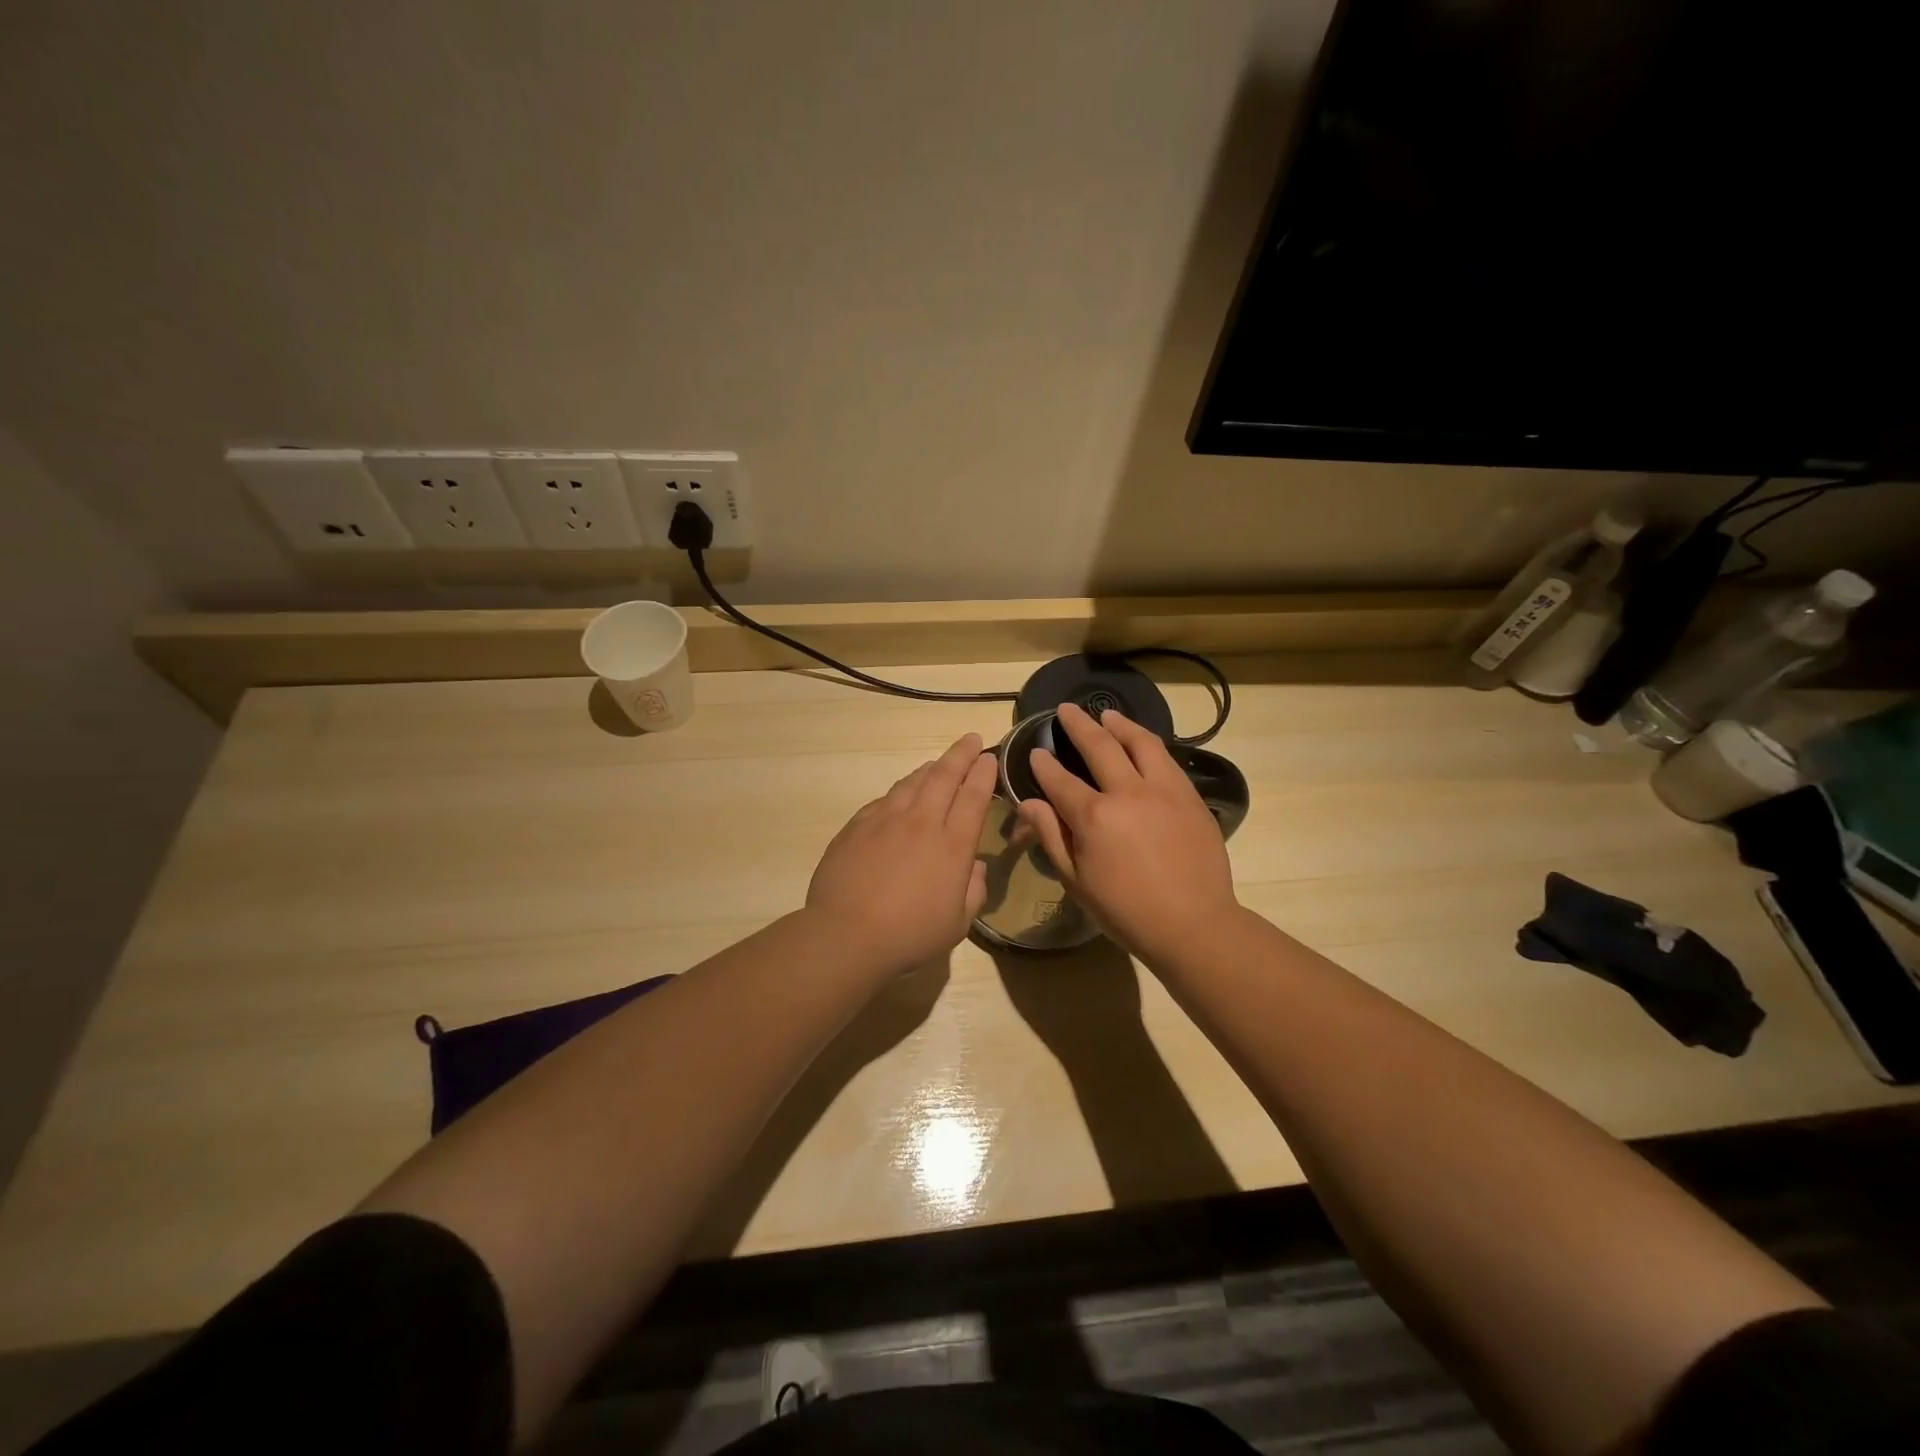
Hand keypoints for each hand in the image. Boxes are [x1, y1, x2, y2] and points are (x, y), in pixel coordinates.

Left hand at [806, 733, 997, 974]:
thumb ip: (973, 891)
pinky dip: (900, 790)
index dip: (983, 773)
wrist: (846, 935)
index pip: (973, 797)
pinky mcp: (857, 826)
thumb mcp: (957, 924)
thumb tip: (974, 867)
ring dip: (930, 768)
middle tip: (970, 739)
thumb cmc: (909, 936)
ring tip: (938, 763)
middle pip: (944, 776)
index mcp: (952, 845)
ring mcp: (885, 820)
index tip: (988, 758)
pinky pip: (884, 799)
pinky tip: (900, 794)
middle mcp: (921, 822)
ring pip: (912, 782)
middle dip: (961, 754)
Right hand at [1017, 702, 1239, 960]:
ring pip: (1140, 743)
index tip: (1036, 751)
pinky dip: (1149, 744)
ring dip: (1119, 725)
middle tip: (1067, 709)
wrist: (1193, 924)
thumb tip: (1028, 803)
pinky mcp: (1189, 796)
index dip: (1044, 764)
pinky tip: (1142, 743)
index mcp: (1093, 817)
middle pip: (1099, 746)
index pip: (1060, 780)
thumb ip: (1051, 836)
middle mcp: (1127, 792)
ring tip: (1107, 715)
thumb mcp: (1076, 881)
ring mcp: (1163, 790)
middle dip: (1079, 725)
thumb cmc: (1126, 911)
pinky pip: (1167, 758)